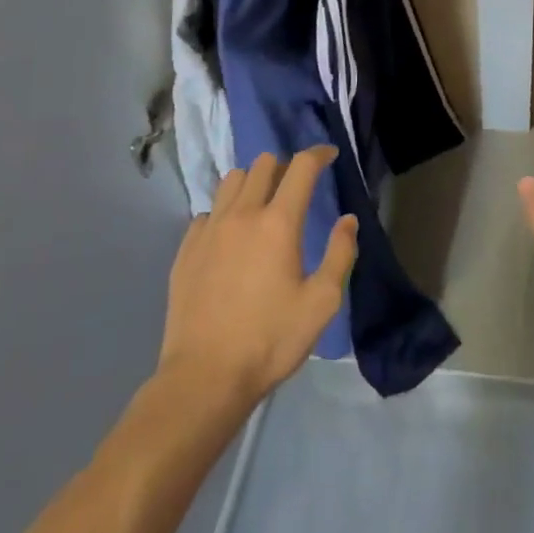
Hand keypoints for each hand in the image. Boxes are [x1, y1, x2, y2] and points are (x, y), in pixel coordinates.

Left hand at [159, 146, 356, 404]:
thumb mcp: (322, 303)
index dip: (318, 154)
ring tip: (261, 205)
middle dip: (284, 166)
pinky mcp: (186, 250)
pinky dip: (224, 213)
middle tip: (296, 187)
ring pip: (231, 180)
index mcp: (279, 223)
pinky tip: (230, 238)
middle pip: (263, 164)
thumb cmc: (270, 340)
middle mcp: (242, 215)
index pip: (301, 167)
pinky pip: (207, 212)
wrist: (204, 378)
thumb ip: (340, 254)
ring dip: (252, 182)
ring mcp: (209, 231)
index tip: (329, 156)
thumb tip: (347, 220)